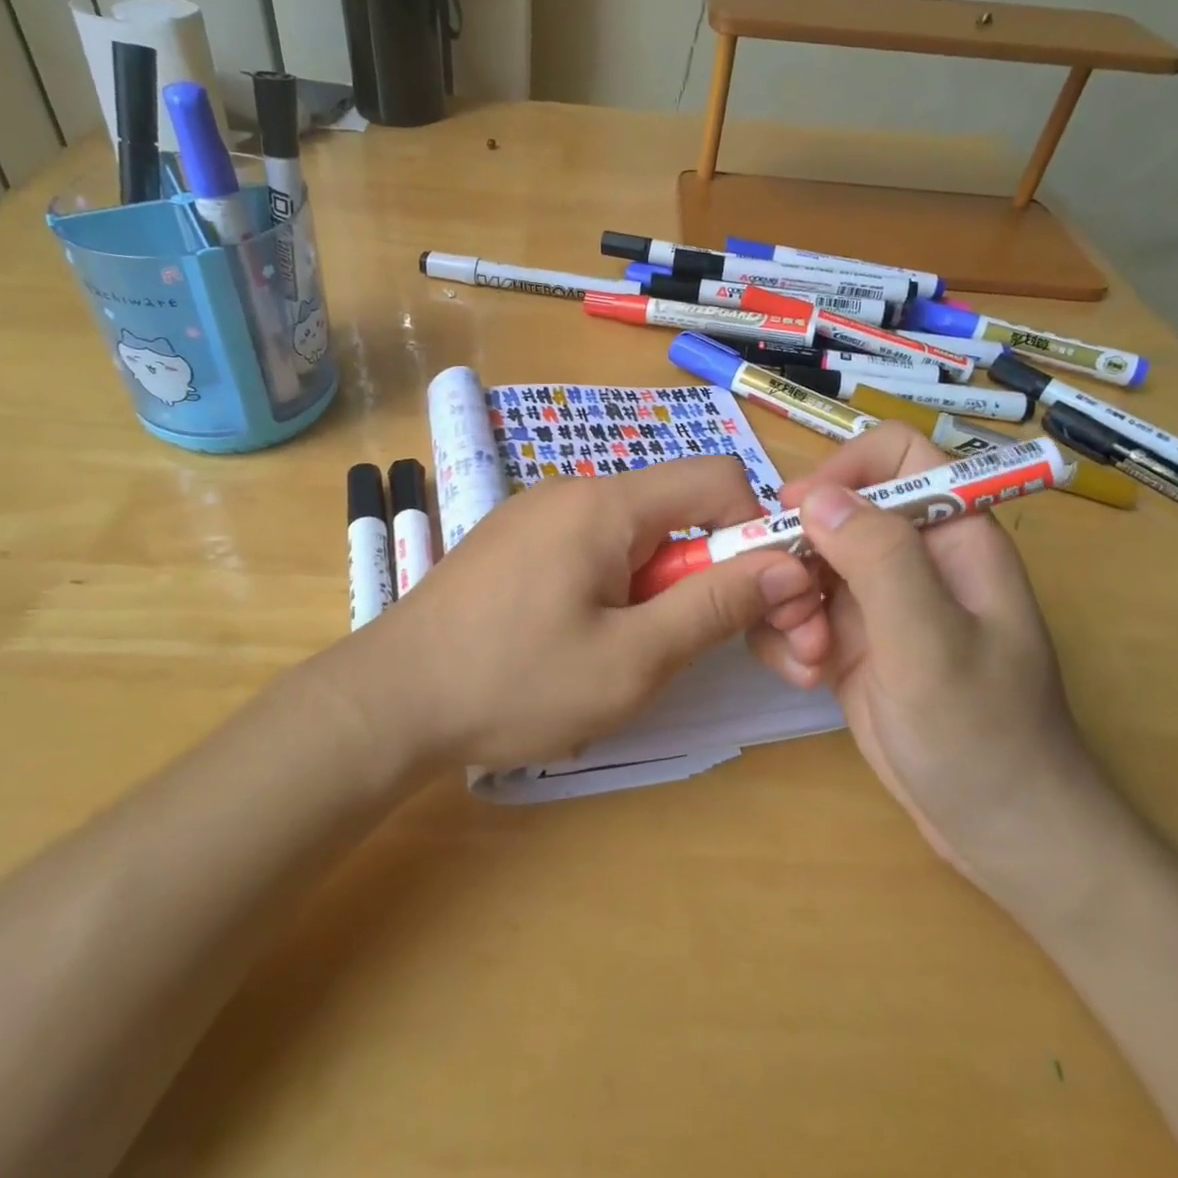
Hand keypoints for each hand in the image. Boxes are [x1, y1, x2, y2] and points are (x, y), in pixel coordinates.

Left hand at [362, 457, 817, 769]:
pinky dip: (614, 588)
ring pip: (633, 536)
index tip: (759, 599)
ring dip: (657, 589)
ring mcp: (536, 513)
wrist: (389, 701)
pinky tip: (581, 642)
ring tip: (628, 655)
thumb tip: (789, 564)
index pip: (718, 477)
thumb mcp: (633, 658)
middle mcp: (572, 489)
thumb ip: (715, 605)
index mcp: (606, 502)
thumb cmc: (514, 683)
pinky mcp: (514, 542)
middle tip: (695, 649)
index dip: (754, 531)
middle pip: (675, 509)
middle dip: (705, 572)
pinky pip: (590, 549)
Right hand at [748, 421, 1096, 882]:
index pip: (896, 453)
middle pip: (832, 510)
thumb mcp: (932, 642)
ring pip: (802, 562)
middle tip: (793, 606)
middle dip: (798, 553)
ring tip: (807, 656)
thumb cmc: (984, 734)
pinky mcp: (848, 639)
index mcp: (951, 534)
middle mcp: (910, 556)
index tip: (798, 514)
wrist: (997, 830)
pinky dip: (786, 638)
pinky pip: (794, 610)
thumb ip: (879, 559)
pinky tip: (806, 677)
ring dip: (787, 604)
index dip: (844, 469)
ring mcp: (875, 599)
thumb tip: (814, 495)